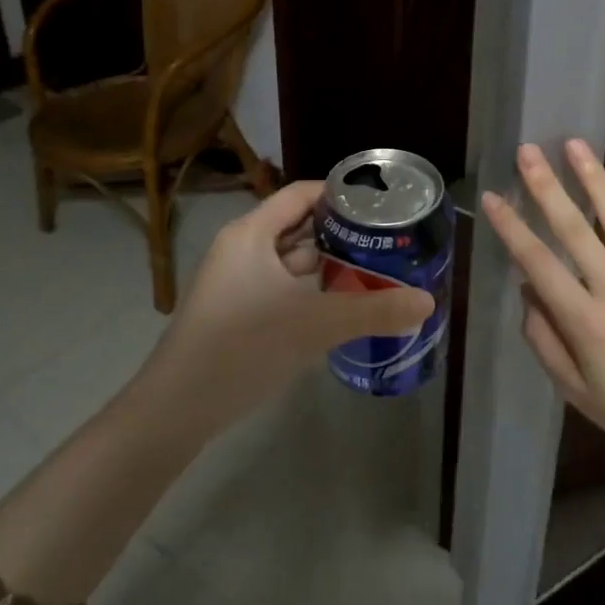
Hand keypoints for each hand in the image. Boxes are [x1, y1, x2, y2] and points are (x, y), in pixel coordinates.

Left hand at [131, 180, 434, 437]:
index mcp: (252, 233)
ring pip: (291, 261)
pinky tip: (342, 305)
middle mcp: (242, 249)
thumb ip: (374, 310)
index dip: (340, 194)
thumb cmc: (243, 347)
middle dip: (342, 233)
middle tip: (388, 239)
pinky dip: (311, 290)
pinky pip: (282, 287)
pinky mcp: (238, 312)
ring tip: (375, 268)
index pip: (301, 194)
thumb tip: (428, 302)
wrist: (176, 410)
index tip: (381, 204)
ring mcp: (237, 282)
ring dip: (328, 264)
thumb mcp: (314, 325)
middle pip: (299, 226)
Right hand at [481, 140, 604, 474]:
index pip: (538, 261)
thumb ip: (544, 339)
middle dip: (546, 186)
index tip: (493, 197)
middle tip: (527, 151)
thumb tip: (528, 288)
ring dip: (592, 178)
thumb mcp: (575, 391)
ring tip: (573, 144)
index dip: (511, 227)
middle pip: (573, 227)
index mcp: (585, 320)